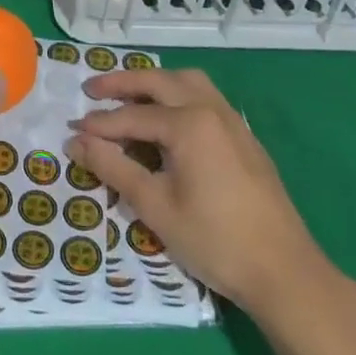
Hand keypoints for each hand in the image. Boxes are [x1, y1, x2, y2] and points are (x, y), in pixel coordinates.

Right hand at [67, 68, 338, 316]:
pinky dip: (178, 95)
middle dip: (122, 83)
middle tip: (91, 90)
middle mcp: (211, 109)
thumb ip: (113, 168)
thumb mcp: (155, 207)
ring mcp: (232, 121)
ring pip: (188, 82)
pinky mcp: (245, 137)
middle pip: (159, 82)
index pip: (132, 116)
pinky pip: (205, 98)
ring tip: (129, 96)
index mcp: (189, 123)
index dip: (99, 125)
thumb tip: (76, 143)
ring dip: (155, 83)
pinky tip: (168, 119)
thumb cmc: (214, 240)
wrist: (284, 272)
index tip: (71, 130)